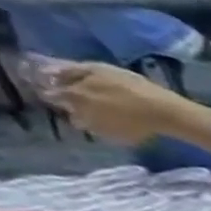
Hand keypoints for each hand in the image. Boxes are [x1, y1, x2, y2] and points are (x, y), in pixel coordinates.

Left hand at [41, 62, 184, 145]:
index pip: (50, 93)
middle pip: (70, 112)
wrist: (165, 112)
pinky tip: (123, 123)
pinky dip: (111, 129)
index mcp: (73, 95)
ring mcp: (101, 130)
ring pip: (88, 125)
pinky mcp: (119, 140)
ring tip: (107, 115)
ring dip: (92, 120)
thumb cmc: (132, 86)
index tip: (59, 88)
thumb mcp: (99, 70)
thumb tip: (45, 72)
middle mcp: (81, 114)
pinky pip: (108, 134)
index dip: (53, 90)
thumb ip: (70, 71)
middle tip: (91, 102)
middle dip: (74, 107)